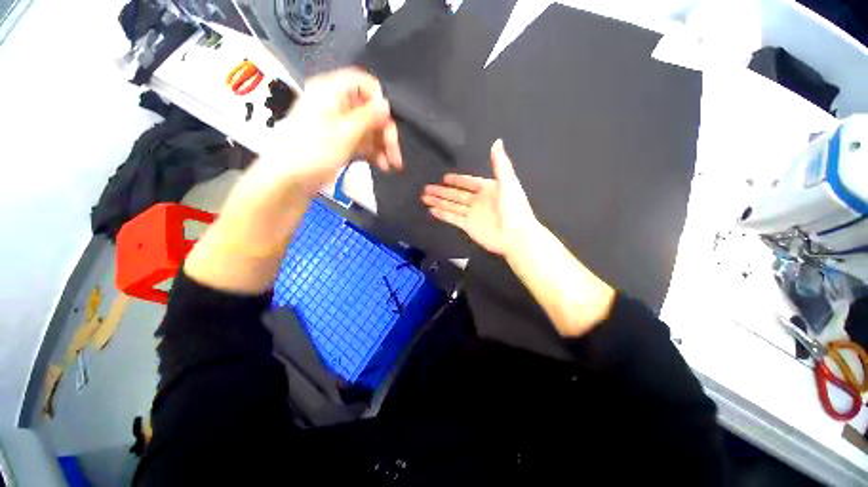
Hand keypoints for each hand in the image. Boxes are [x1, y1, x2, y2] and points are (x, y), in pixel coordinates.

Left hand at [262, 68, 402, 194]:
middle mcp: (338, 105)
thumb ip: (368, 117)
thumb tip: (387, 105)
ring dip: (383, 147)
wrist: (289, 179)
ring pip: (370, 130)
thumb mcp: (344, 132)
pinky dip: (375, 154)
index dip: (380, 100)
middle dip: (386, 133)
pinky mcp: (343, 143)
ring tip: (393, 165)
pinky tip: (384, 166)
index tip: (389, 122)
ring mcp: (341, 126)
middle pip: (371, 111)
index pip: (364, 83)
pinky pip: (364, 143)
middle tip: (396, 154)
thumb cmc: (313, 151)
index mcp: (332, 91)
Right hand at [422, 139, 537, 257]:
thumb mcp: (508, 182)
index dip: (457, 179)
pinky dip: (442, 215)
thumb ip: (500, 163)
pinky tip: (432, 210)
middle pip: (456, 194)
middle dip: (441, 191)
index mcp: (488, 189)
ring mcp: (472, 214)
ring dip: (439, 201)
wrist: (516, 236)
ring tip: (424, 197)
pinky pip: (452, 218)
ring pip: (452, 206)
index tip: (444, 177)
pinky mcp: (468, 226)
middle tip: (427, 187)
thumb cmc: (514, 208)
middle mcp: (478, 201)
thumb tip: (498, 142)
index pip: (469, 182)